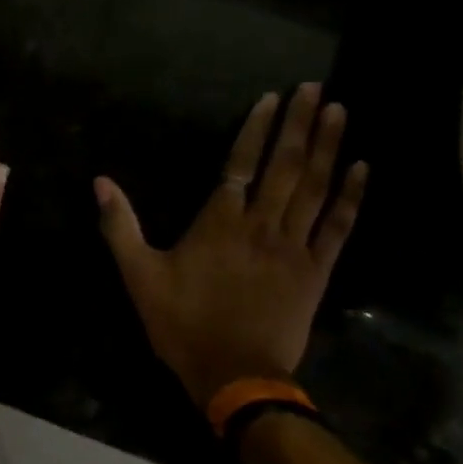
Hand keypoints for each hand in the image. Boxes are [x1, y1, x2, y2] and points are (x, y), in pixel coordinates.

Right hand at [96, 83, 366, 408]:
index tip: (272, 98)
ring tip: (339, 110)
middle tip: (314, 88)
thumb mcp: (138, 275)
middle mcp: (260, 225)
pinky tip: (361, 167)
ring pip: (314, 187)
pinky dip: (350, 195)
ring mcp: (293, 247)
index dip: (256, 129)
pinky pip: (337, 226)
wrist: (235, 375)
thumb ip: (120, 226)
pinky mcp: (316, 271)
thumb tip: (100, 183)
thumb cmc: (182, 324)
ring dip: (327, 146)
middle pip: (284, 166)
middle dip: (299, 124)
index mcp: (218, 223)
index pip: (240, 164)